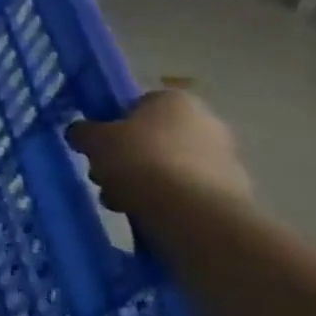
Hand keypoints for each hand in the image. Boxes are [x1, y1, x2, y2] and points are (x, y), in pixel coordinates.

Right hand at [67, 89, 252, 228]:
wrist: (193, 214)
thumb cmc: (139, 161)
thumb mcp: (93, 140)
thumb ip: (83, 132)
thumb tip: (81, 133)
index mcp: (175, 100)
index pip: (136, 106)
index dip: (113, 126)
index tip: (100, 147)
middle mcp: (207, 122)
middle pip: (153, 138)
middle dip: (128, 158)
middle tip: (105, 177)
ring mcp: (226, 159)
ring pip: (169, 167)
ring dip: (145, 182)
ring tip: (121, 202)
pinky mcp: (234, 194)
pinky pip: (188, 192)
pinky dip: (168, 202)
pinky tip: (148, 215)